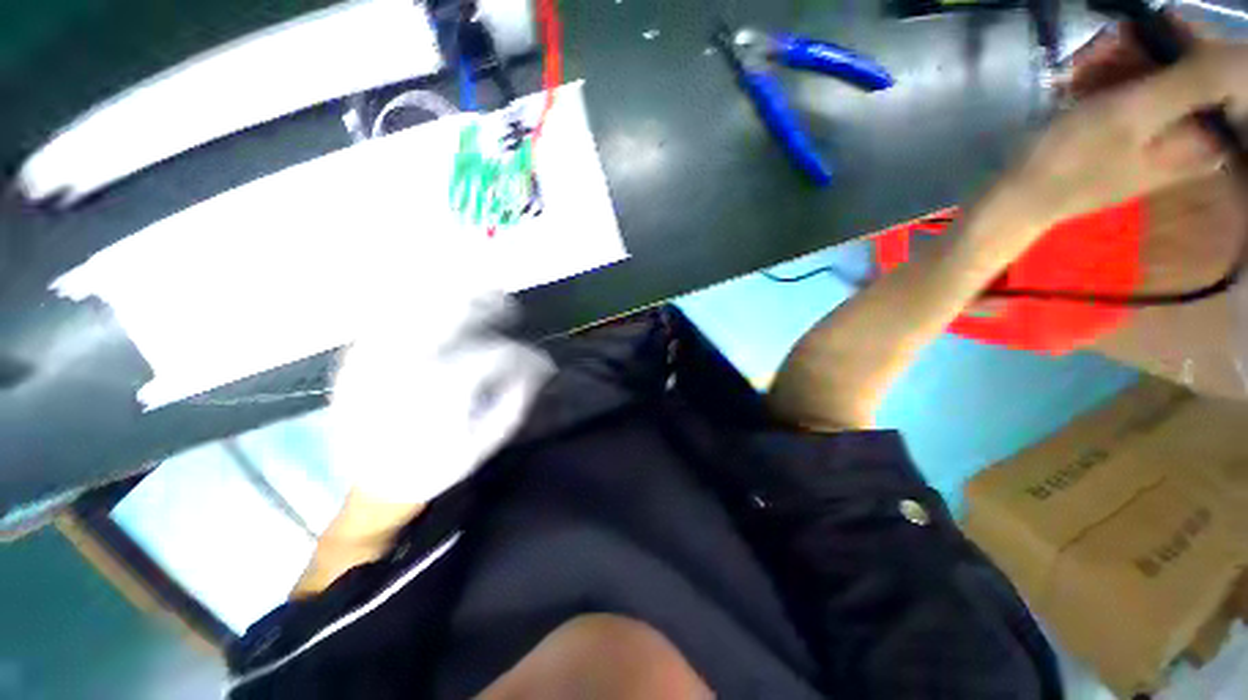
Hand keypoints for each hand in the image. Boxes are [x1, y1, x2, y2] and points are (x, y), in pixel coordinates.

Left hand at [328, 291, 552, 504]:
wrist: (371, 486)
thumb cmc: (434, 466)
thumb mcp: (483, 444)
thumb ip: (514, 403)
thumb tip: (535, 371)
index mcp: (442, 390)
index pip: (496, 355)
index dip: (526, 357)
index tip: (542, 366)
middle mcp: (408, 364)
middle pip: (454, 312)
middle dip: (490, 304)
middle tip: (509, 310)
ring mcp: (379, 354)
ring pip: (421, 303)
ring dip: (457, 295)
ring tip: (480, 299)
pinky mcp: (360, 355)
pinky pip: (392, 313)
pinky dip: (422, 303)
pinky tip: (442, 306)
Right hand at [1004, 28, 1247, 230]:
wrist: (1018, 199)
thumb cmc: (1072, 159)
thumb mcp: (1135, 112)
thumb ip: (1197, 80)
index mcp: (1205, 136)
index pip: (1221, 71)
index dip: (1187, 40)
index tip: (1148, 29)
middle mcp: (1191, 132)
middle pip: (1187, 68)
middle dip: (1144, 51)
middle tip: (1099, 53)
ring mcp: (1159, 132)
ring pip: (1156, 74)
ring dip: (1118, 61)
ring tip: (1079, 70)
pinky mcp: (1131, 132)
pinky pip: (1133, 89)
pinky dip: (1107, 78)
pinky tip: (1078, 81)